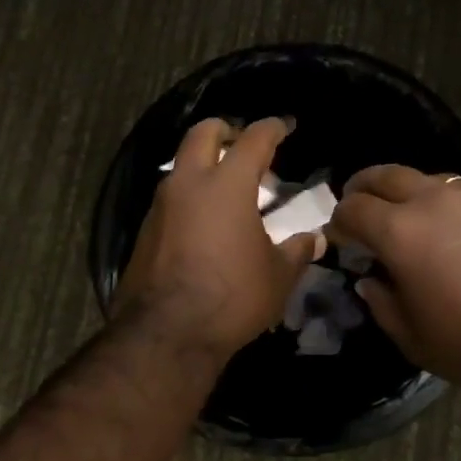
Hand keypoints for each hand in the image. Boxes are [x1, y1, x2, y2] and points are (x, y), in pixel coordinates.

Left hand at [113, 117, 323, 361]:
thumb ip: (297, 251)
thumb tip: (315, 239)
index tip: (285, 126)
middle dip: (225, 130)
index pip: (253, 139)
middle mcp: (189, 184)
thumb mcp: (277, 276)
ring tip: (227, 188)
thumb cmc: (232, 297)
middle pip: (203, 133)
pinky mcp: (144, 230)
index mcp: (227, 185)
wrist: (166, 334)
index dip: (273, 127)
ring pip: (181, 164)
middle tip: (244, 144)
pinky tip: (205, 222)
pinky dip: (189, 196)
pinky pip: (170, 197)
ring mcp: (161, 205)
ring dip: (204, 165)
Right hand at [329, 167, 460, 400]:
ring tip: (409, 218)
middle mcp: (434, 199)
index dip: (338, 222)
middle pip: (384, 175)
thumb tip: (371, 280)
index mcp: (401, 230)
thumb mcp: (414, 339)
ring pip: (426, 179)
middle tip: (358, 205)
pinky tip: (457, 231)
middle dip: (363, 188)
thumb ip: (382, 303)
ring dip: (407, 193)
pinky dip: (445, 204)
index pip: (353, 209)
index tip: (339, 238)